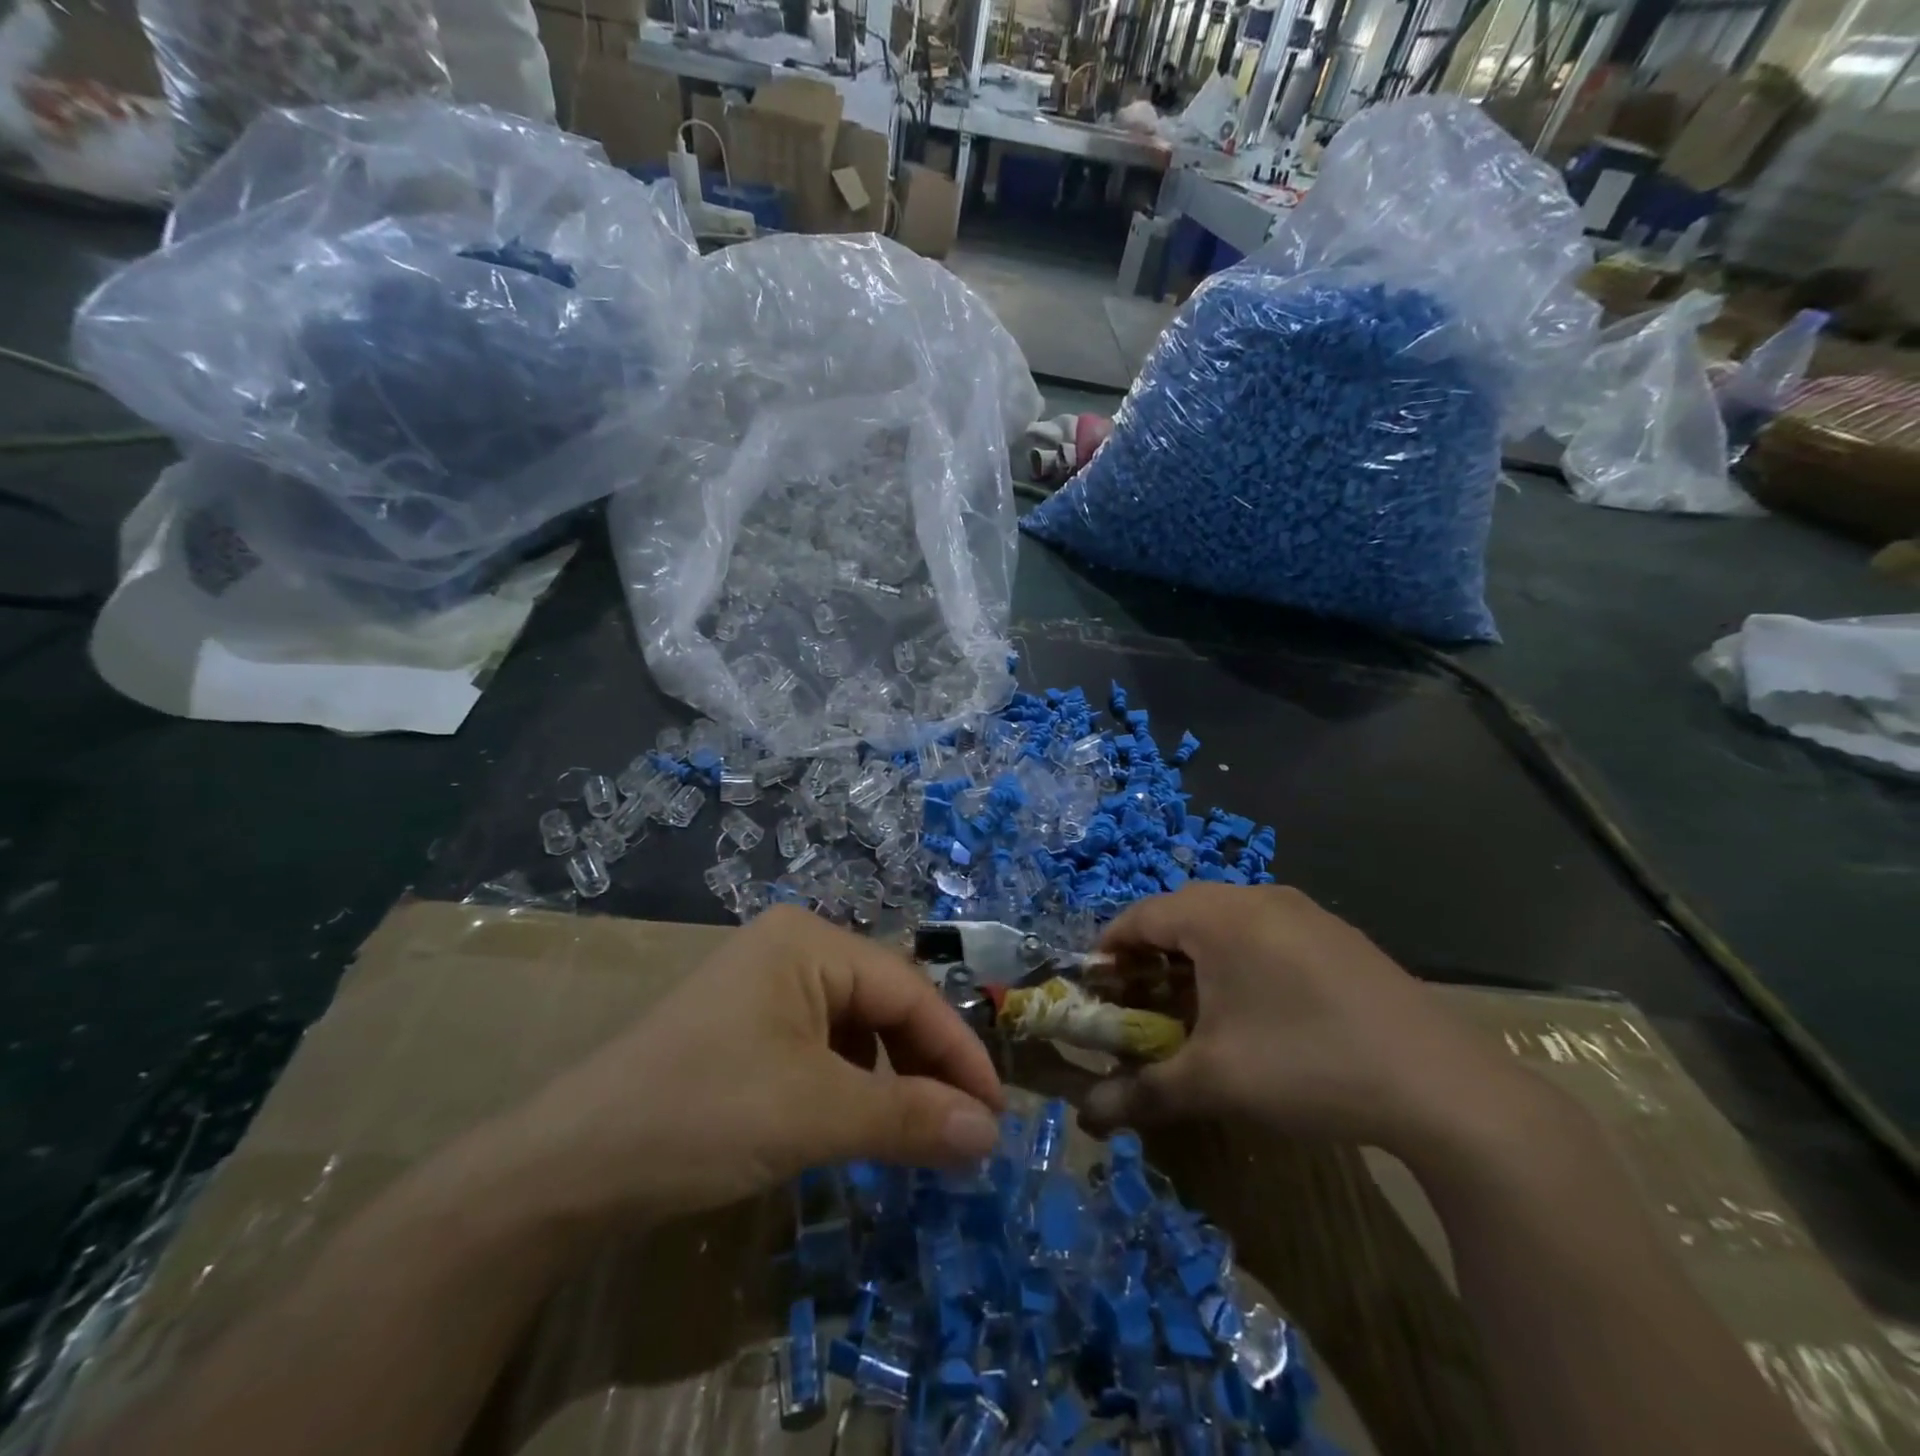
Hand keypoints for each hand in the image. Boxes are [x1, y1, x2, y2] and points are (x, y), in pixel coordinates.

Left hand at [489, 907, 1004, 1230]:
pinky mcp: (747, 1030)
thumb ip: (910, 1118)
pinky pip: (822, 1050)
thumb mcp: (817, 1113)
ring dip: (891, 1082)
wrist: (568, 1165)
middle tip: (964, 1133)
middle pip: (884, 1006)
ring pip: (856, 1030)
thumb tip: (990, 1133)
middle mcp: (792, 950)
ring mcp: (765, 988)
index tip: (996, 1114)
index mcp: (810, 941)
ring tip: (918, 1136)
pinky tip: (859, 1127)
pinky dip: (852, 1088)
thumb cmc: (703, 1112)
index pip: (909, 991)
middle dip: (926, 1068)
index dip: (958, 1052)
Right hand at [1080, 885, 1541, 1156]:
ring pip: (1224, 922)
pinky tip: (1255, 1010)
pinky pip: (1264, 932)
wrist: (1442, 1086)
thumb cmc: (1305, 1064)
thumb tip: (1085, 1117)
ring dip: (1195, 959)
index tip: (1094, 989)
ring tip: (1193, 1010)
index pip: (1139, 916)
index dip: (1108, 950)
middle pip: (1180, 914)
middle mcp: (1256, 897)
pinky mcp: (1336, 934)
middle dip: (1150, 957)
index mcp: (1218, 915)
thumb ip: (1142, 1092)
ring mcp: (1303, 912)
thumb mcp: (1214, 1083)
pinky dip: (1239, 960)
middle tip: (1139, 1004)